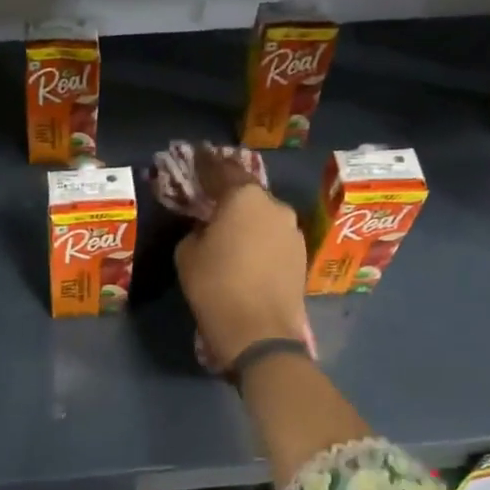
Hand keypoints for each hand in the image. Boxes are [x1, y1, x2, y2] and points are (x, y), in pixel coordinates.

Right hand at [173, 146, 309, 369]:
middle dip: (229, 197)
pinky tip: (246, 255)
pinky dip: (259, 241)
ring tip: (229, 235)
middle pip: (247, 195)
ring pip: (263, 218)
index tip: (196, 156)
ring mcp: (293, 231)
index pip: (222, 171)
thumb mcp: (187, 254)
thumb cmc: (216, 286)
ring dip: (247, 221)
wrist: (259, 332)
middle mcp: (275, 206)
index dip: (206, 164)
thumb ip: (196, 230)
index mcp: (245, 198)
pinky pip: (273, 239)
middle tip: (211, 203)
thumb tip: (207, 229)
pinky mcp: (301, 256)